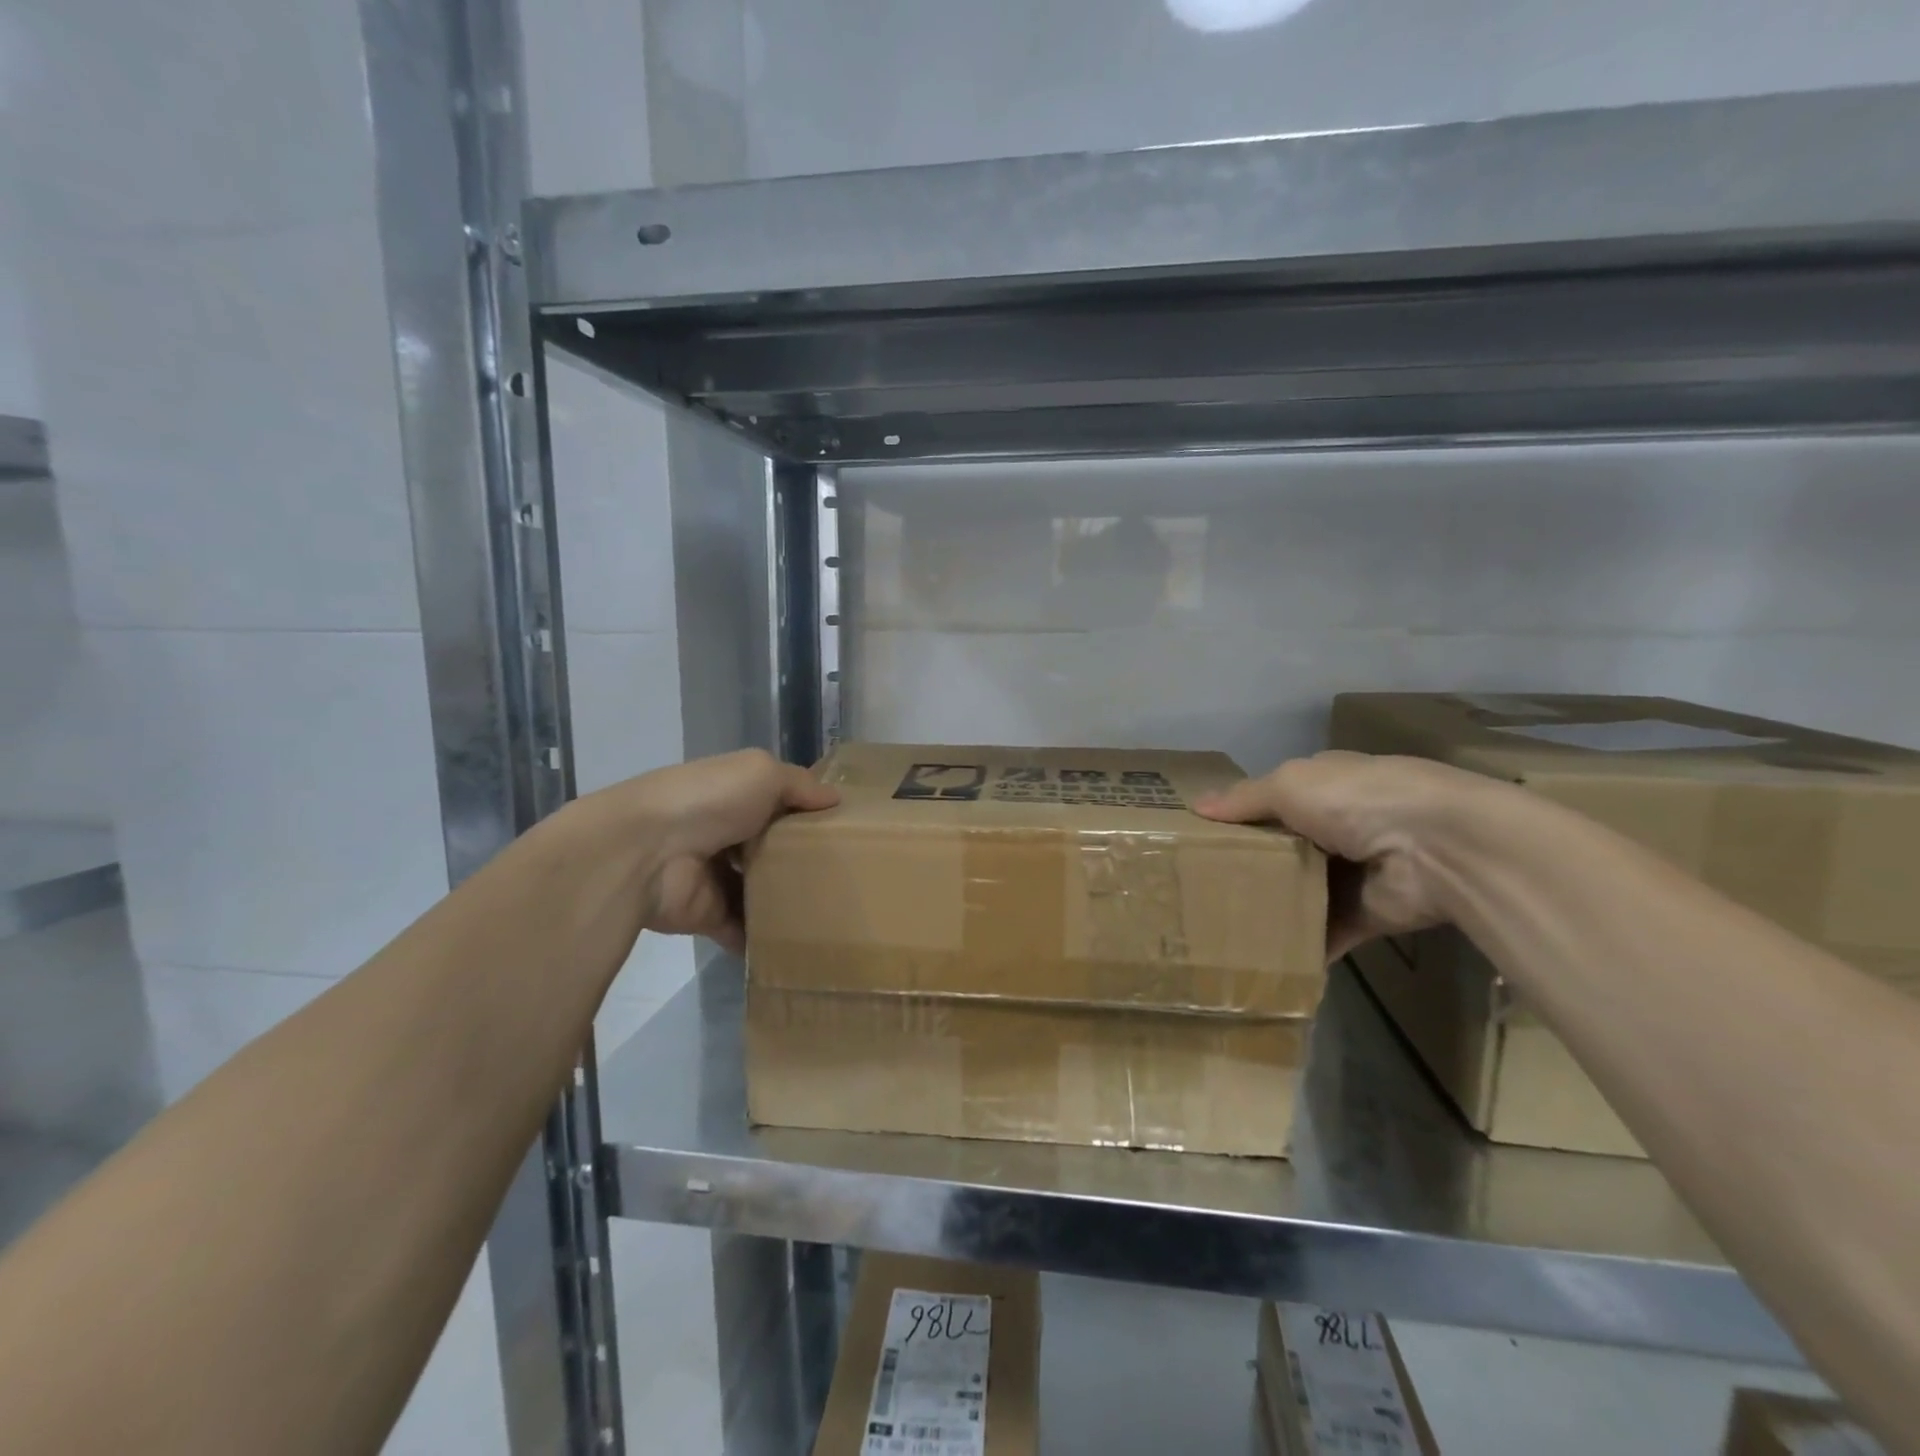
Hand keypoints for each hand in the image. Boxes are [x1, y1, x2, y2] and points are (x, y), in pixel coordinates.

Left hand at [610, 749, 838, 952]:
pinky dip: (765, 939)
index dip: (807, 812)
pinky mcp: (708, 915)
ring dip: (787, 901)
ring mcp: (715, 876)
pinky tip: (803, 943)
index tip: (846, 828)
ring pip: (760, 890)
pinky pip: (743, 929)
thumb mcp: (762, 773)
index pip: (777, 802)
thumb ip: (800, 785)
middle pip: (771, 848)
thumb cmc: (709, 801)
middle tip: (849, 876)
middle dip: (803, 860)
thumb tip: (835, 799)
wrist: (644, 852)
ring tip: (833, 912)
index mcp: (733, 795)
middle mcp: (724, 833)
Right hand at [1195, 750, 1493, 960]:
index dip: (1241, 815)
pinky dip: (1300, 948)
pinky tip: (1261, 959)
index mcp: (1325, 786)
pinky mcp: (1366, 916)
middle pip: (1284, 848)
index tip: (1202, 837)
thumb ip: (1245, 799)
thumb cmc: (1357, 800)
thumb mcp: (1290, 784)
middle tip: (1200, 887)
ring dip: (1271, 907)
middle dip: (1249, 865)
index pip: (1275, 799)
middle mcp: (1340, 826)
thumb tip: (1198, 806)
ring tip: (1218, 926)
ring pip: (1301, 892)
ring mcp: (1354, 873)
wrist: (1439, 850)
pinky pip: (1324, 934)